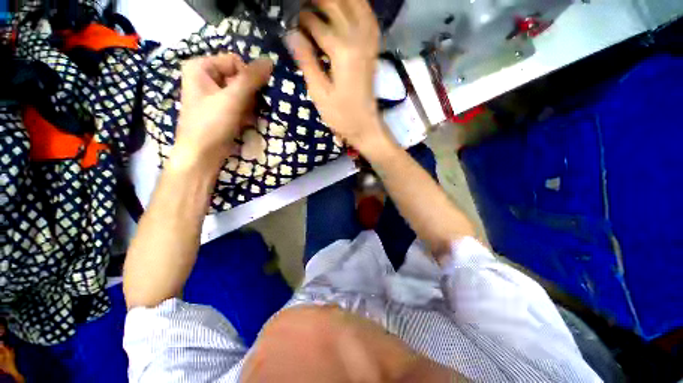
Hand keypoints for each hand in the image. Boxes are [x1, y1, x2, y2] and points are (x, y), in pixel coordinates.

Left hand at [172, 53, 272, 171]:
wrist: (202, 155)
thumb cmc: (211, 124)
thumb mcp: (232, 99)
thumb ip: (251, 79)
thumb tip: (270, 61)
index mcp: (201, 67)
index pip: (235, 62)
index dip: (247, 78)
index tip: (250, 96)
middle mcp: (206, 77)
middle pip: (239, 77)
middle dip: (250, 93)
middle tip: (250, 108)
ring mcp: (214, 94)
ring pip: (242, 92)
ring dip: (251, 104)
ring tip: (248, 116)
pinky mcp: (222, 109)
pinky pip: (240, 103)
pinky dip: (247, 111)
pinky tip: (247, 121)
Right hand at [286, 0, 393, 155]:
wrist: (366, 126)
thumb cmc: (341, 116)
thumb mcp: (319, 93)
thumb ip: (306, 61)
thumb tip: (290, 33)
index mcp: (342, 51)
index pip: (316, 22)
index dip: (301, 19)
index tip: (290, 20)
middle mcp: (358, 38)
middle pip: (336, 3)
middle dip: (317, 1)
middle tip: (302, 8)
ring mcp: (369, 42)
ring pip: (355, 3)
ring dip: (338, 0)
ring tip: (321, 4)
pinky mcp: (373, 48)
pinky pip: (369, 16)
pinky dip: (358, 6)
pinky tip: (348, 7)